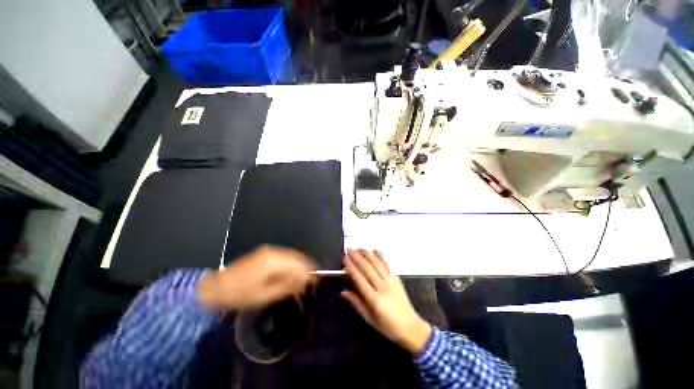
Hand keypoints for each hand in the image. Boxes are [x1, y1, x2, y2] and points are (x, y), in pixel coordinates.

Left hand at [198, 245, 315, 310]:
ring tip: (303, 280)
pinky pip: (285, 257)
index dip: (310, 272)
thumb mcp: (265, 296)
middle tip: (311, 283)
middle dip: (306, 269)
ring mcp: (269, 251)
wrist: (215, 287)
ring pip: (293, 256)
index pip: (300, 263)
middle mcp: (274, 251)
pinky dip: (291, 265)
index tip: (316, 283)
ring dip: (300, 267)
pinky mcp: (266, 253)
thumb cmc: (240, 295)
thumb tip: (306, 280)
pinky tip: (292, 275)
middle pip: (298, 257)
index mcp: (274, 261)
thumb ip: (288, 286)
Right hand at [342, 249, 431, 353]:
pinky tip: (374, 250)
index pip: (360, 280)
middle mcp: (383, 288)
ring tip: (359, 248)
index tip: (345, 258)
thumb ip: (356, 303)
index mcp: (375, 300)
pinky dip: (380, 255)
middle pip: (368, 268)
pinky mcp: (397, 278)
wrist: (411, 327)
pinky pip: (387, 264)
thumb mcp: (369, 319)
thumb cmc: (388, 327)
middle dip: (357, 257)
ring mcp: (391, 281)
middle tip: (349, 249)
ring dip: (367, 254)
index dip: (351, 267)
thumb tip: (343, 292)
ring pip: (377, 263)